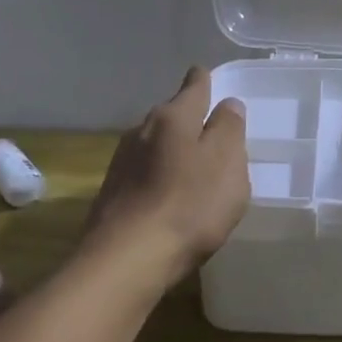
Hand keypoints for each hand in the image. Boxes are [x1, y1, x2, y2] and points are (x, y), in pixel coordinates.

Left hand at [83, 67, 248, 286]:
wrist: (126, 260)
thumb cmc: (190, 206)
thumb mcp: (228, 163)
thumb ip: (230, 129)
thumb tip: (227, 104)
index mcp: (175, 117)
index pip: (194, 84)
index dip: (205, 80)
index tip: (211, 80)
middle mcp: (143, 129)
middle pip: (173, 114)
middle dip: (191, 120)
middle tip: (214, 136)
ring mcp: (122, 161)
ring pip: (156, 143)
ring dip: (173, 150)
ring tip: (193, 169)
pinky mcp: (111, 192)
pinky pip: (143, 172)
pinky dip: (158, 176)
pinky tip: (169, 198)